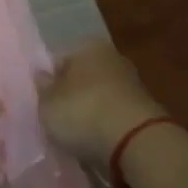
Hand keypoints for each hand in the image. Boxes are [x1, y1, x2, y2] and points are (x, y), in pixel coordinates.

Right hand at [38, 40, 164, 165]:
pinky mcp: (144, 110)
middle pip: (83, 77)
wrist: (135, 141)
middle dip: (72, 95)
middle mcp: (113, 58)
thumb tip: (42, 75)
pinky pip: (115, 115)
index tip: (43, 103)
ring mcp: (132, 84)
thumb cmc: (82, 112)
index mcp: (88, 47)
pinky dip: (106, 125)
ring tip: (77, 135)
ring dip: (90, 112)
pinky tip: (97, 141)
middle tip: (58, 119)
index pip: (60, 60)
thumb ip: (42, 89)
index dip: (49, 82)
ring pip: (100, 96)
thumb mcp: (48, 104)